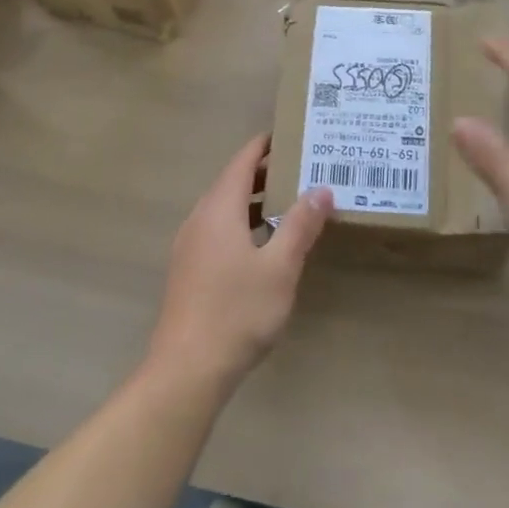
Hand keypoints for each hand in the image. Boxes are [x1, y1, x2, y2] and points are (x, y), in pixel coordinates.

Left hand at [146, 134, 333, 393]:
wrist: (186, 371)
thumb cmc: (237, 312)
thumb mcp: (280, 267)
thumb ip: (301, 225)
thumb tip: (322, 189)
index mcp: (220, 208)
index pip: (243, 161)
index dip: (265, 145)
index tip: (292, 136)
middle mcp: (200, 218)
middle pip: (232, 182)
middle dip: (265, 173)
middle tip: (302, 169)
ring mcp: (190, 245)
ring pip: (225, 208)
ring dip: (255, 201)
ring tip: (290, 204)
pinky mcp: (188, 269)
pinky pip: (218, 230)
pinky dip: (242, 223)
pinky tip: (264, 246)